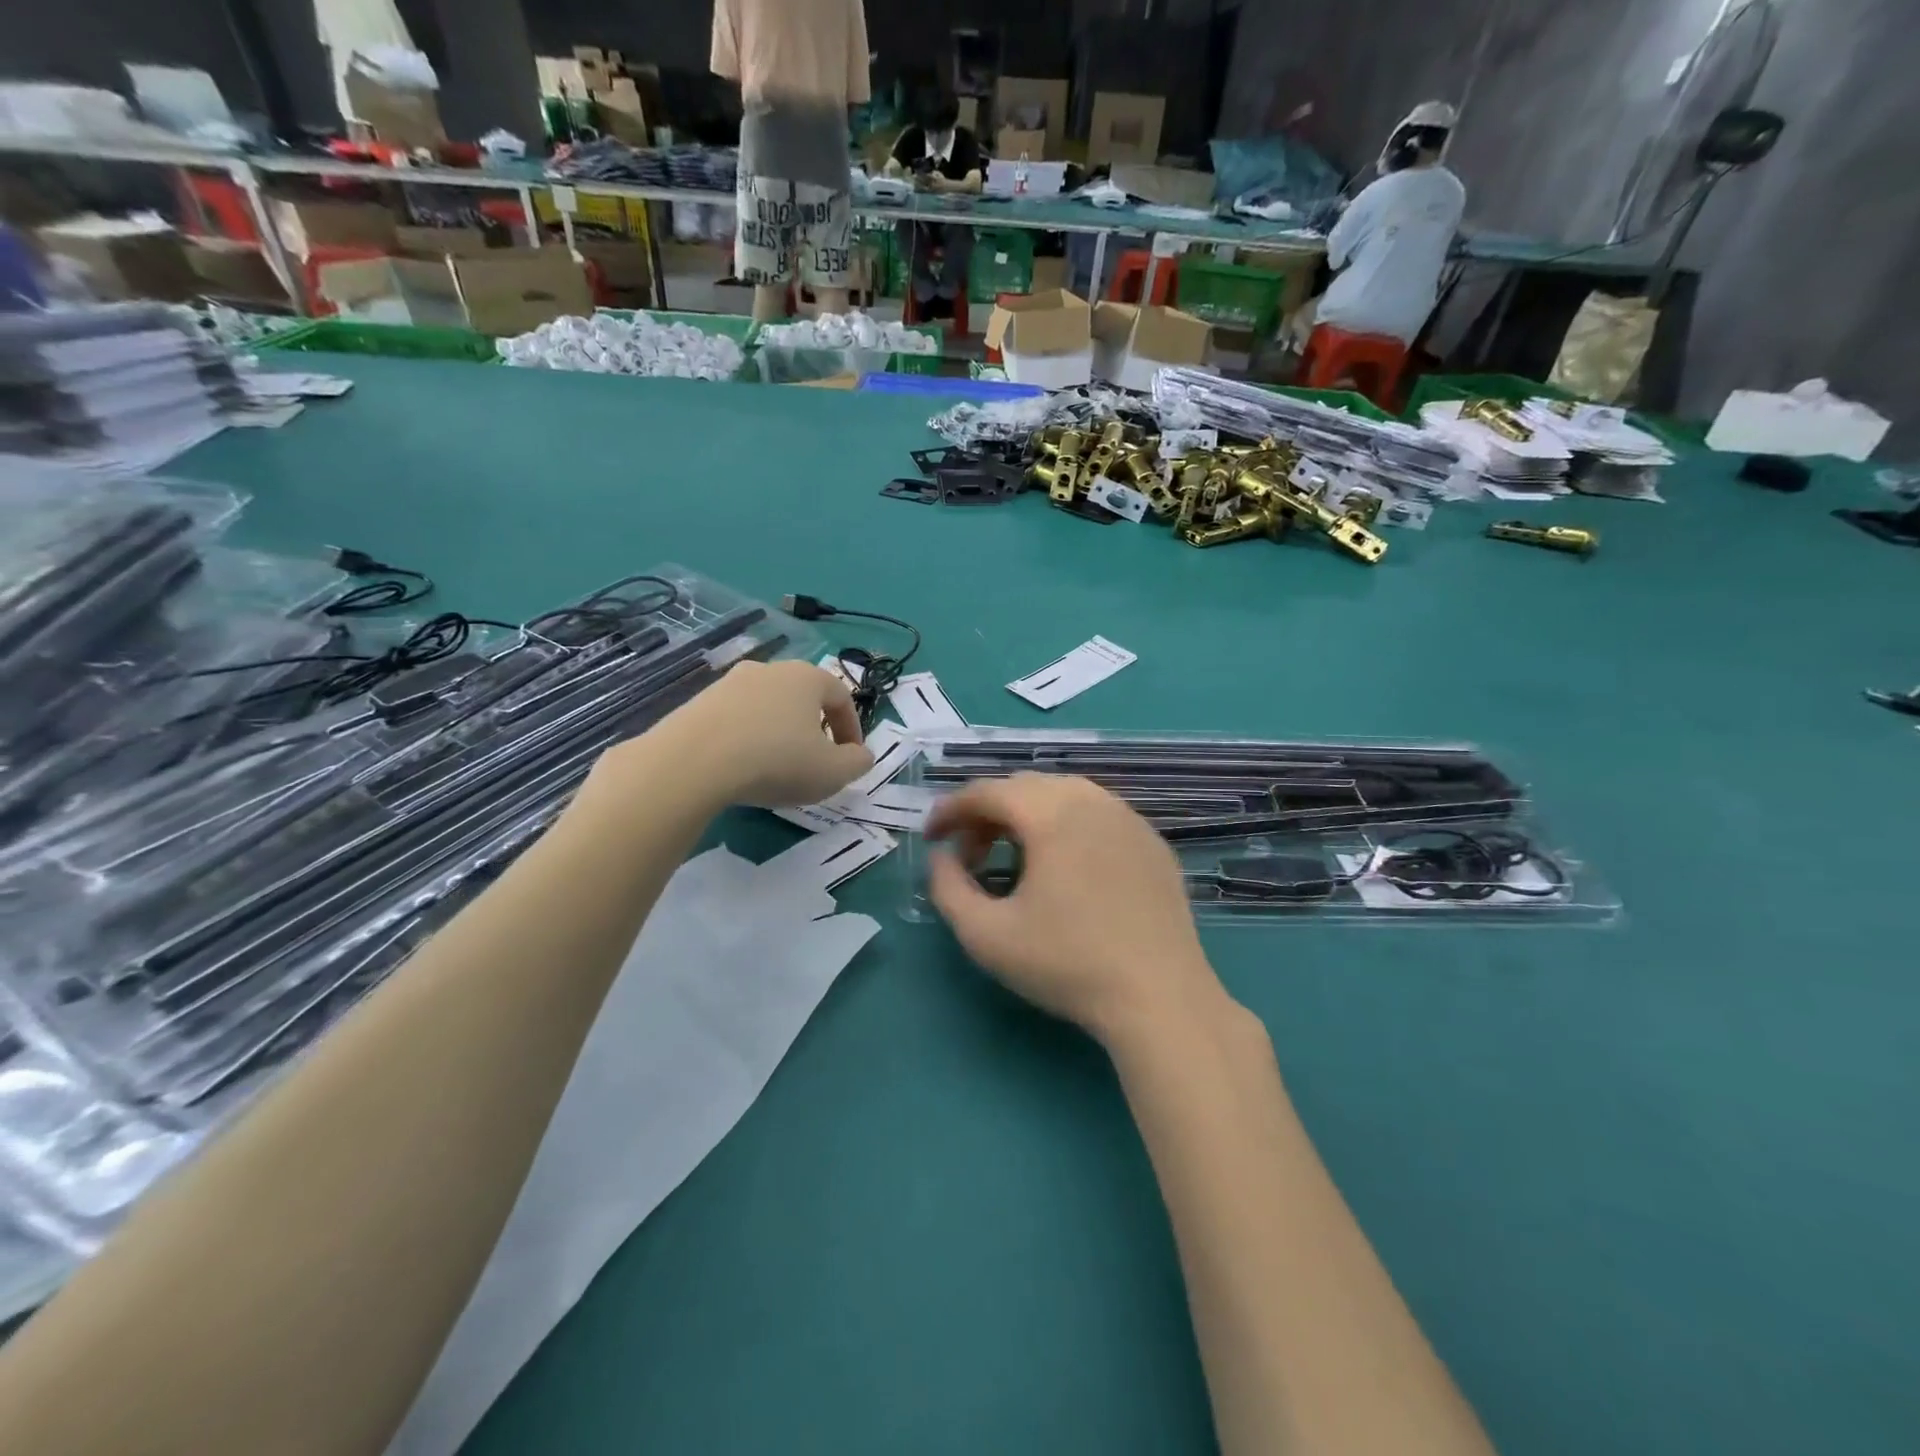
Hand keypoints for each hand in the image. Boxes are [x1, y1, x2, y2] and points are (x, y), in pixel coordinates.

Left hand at [626, 660, 871, 808]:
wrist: (693, 762)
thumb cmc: (777, 761)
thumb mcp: (832, 772)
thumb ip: (857, 763)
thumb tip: (861, 755)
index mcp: (807, 677)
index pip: (841, 696)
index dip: (852, 728)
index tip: (851, 758)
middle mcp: (769, 670)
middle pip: (802, 697)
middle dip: (814, 727)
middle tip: (815, 760)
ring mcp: (729, 683)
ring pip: (767, 707)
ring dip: (778, 732)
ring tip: (776, 766)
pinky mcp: (698, 702)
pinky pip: (735, 719)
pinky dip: (746, 738)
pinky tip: (742, 766)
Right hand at [925, 774, 1224, 1046]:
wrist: (1159, 997)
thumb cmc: (1066, 964)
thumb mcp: (986, 935)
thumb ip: (947, 887)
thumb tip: (942, 857)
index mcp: (1051, 813)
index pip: (987, 792)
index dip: (950, 810)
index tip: (931, 837)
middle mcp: (1092, 801)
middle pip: (1024, 787)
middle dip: (987, 813)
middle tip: (969, 855)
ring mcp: (1128, 818)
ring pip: (1064, 795)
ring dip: (1027, 816)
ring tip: (1013, 858)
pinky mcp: (1152, 842)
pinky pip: (1097, 815)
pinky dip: (1066, 826)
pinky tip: (1064, 868)